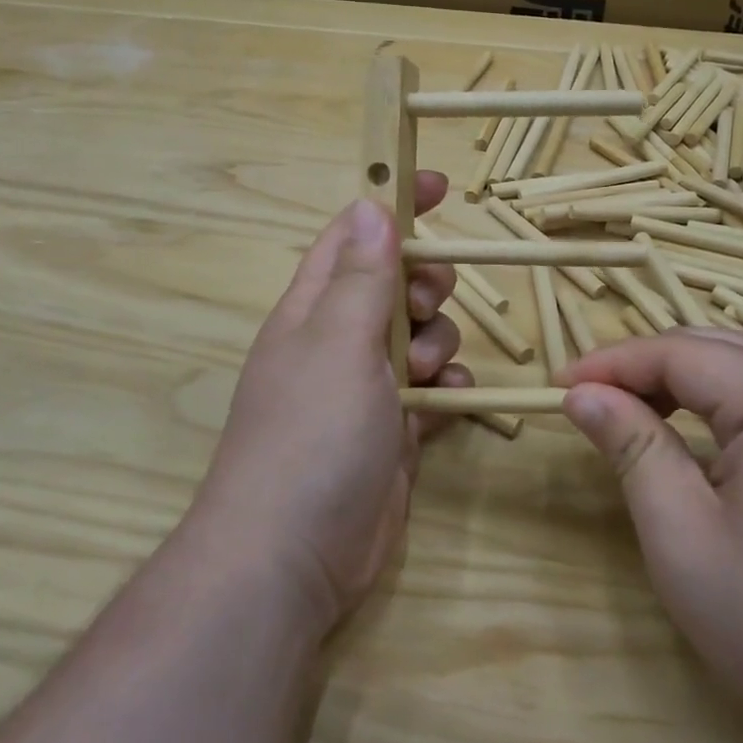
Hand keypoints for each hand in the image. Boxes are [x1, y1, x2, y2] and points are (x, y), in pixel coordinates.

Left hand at [190, 175, 467, 633]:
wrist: (294, 556)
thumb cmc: (310, 435)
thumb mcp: (337, 344)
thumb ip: (359, 277)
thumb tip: (370, 206)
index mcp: (312, 310)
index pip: (353, 236)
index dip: (393, 205)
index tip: (443, 185)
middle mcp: (337, 342)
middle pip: (394, 285)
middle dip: (424, 286)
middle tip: (423, 308)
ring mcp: (365, 390)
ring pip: (420, 337)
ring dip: (437, 343)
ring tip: (425, 375)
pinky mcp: (393, 432)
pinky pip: (433, 390)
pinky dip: (447, 389)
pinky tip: (448, 403)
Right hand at [555, 328, 742, 736]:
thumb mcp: (685, 540)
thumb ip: (633, 450)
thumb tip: (583, 395)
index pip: (676, 352)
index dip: (609, 364)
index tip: (555, 388)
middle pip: (708, 347)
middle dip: (639, 367)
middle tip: (586, 404)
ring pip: (737, 365)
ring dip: (674, 381)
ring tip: (627, 416)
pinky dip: (713, 401)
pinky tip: (688, 434)